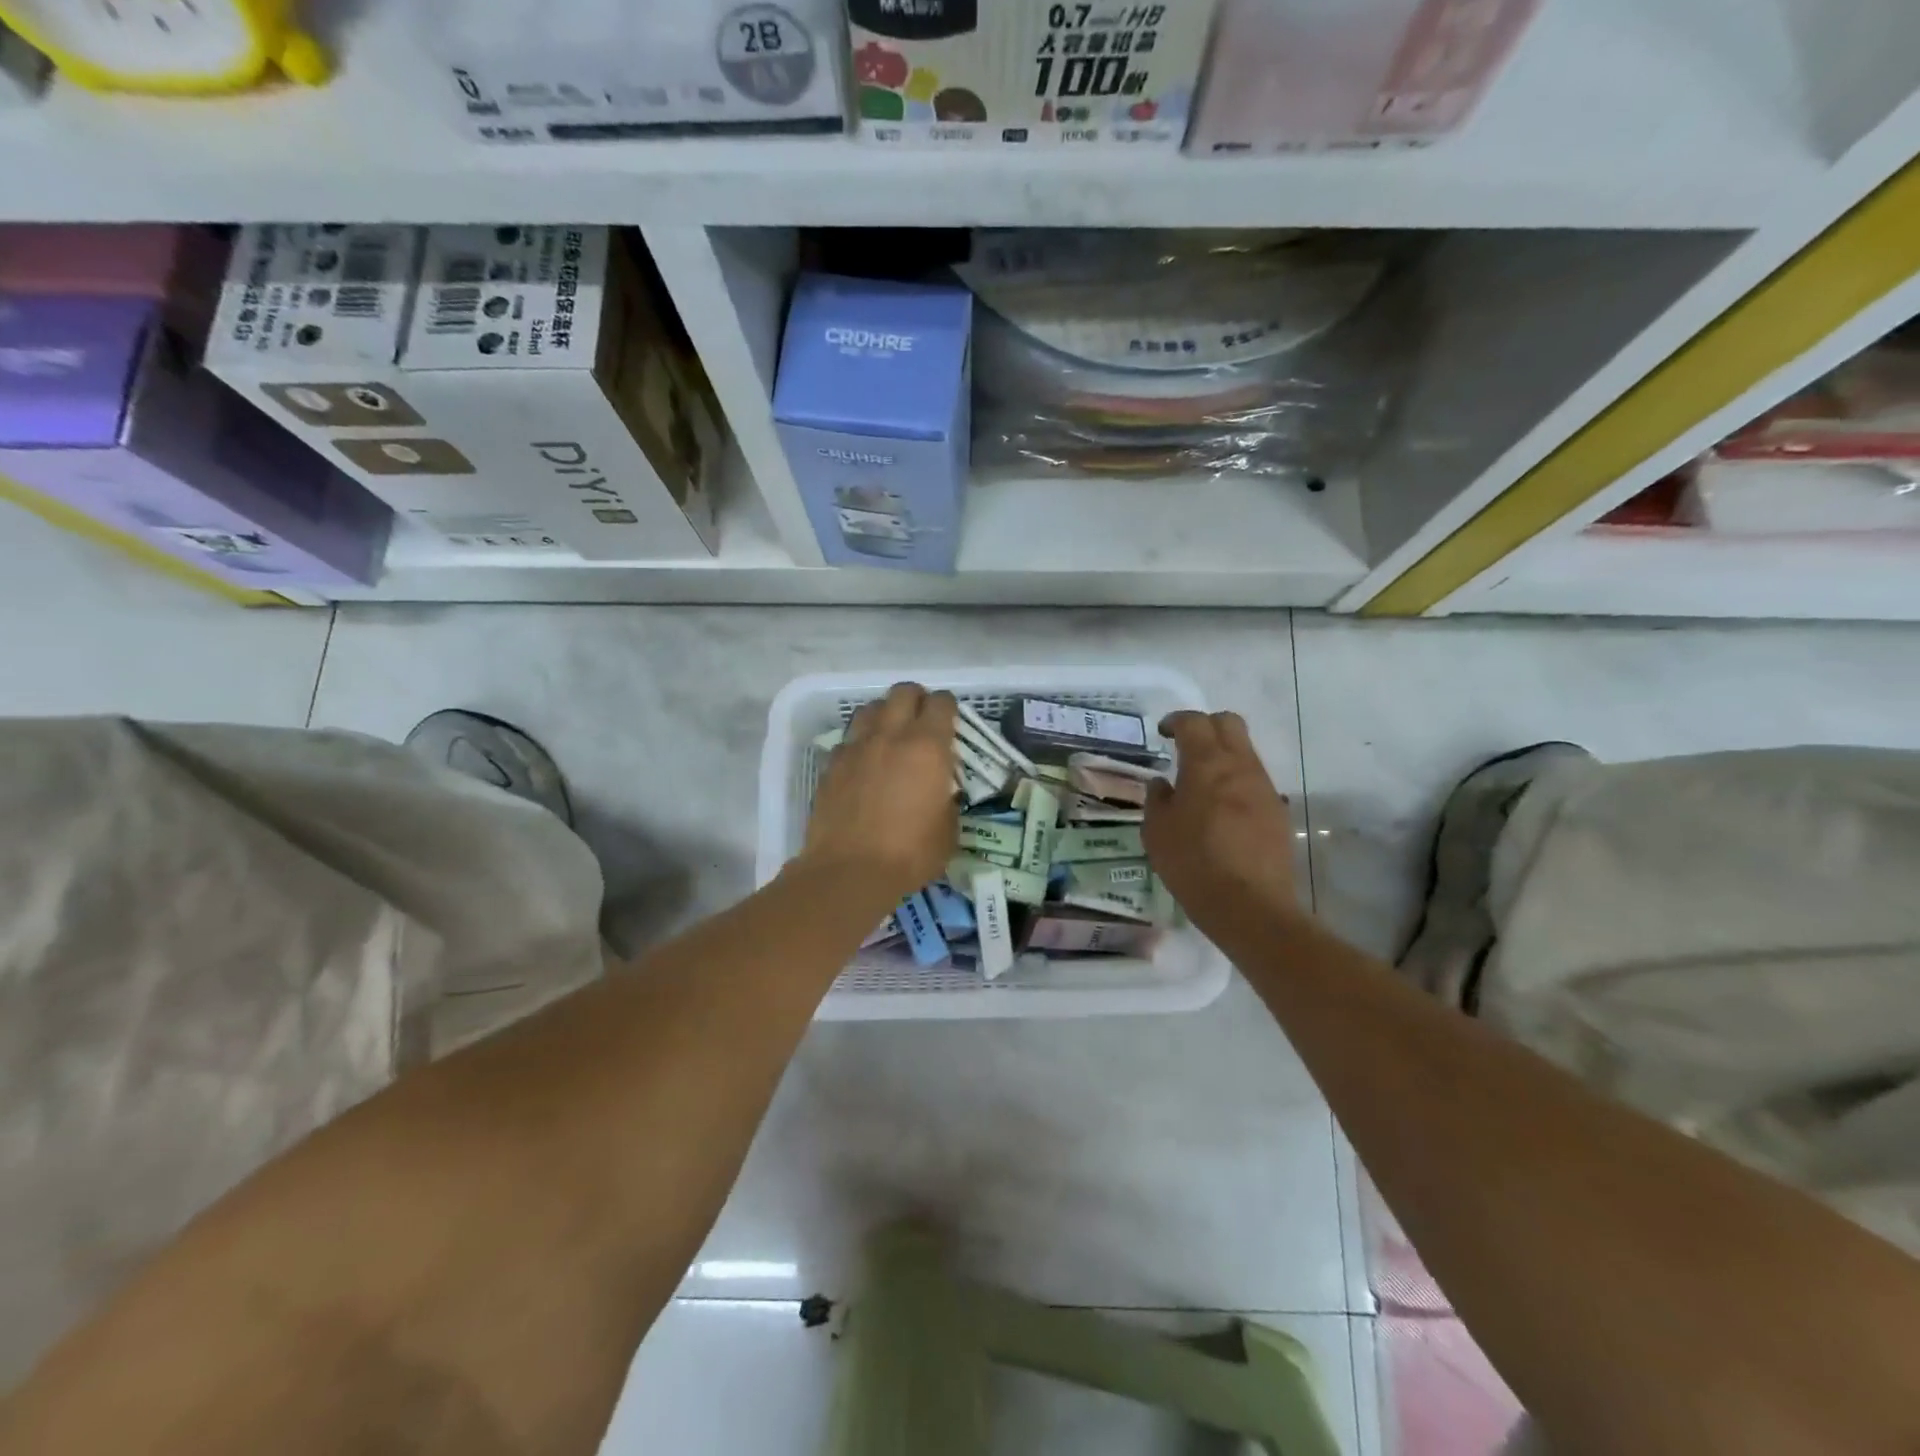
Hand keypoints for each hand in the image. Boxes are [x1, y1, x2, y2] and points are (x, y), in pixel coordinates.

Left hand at [802, 682, 958, 902]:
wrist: (849, 872)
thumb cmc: (910, 854)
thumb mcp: (948, 831)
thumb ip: (947, 800)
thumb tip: (939, 793)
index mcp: (928, 747)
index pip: (941, 703)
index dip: (949, 708)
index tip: (951, 721)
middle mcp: (891, 736)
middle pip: (903, 692)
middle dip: (916, 699)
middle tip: (922, 720)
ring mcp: (857, 747)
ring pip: (871, 708)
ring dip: (885, 714)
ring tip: (891, 735)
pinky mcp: (832, 765)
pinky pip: (849, 739)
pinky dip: (860, 744)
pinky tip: (864, 764)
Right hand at [1144, 711, 1299, 927]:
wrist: (1249, 905)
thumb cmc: (1192, 862)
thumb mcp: (1156, 831)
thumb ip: (1157, 799)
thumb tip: (1163, 784)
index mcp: (1206, 764)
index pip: (1194, 722)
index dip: (1176, 721)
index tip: (1163, 733)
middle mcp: (1240, 766)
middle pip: (1229, 723)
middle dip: (1206, 726)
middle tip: (1185, 746)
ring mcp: (1264, 788)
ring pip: (1245, 752)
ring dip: (1223, 755)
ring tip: (1201, 782)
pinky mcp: (1277, 812)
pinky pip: (1254, 781)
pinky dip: (1236, 782)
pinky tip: (1221, 810)